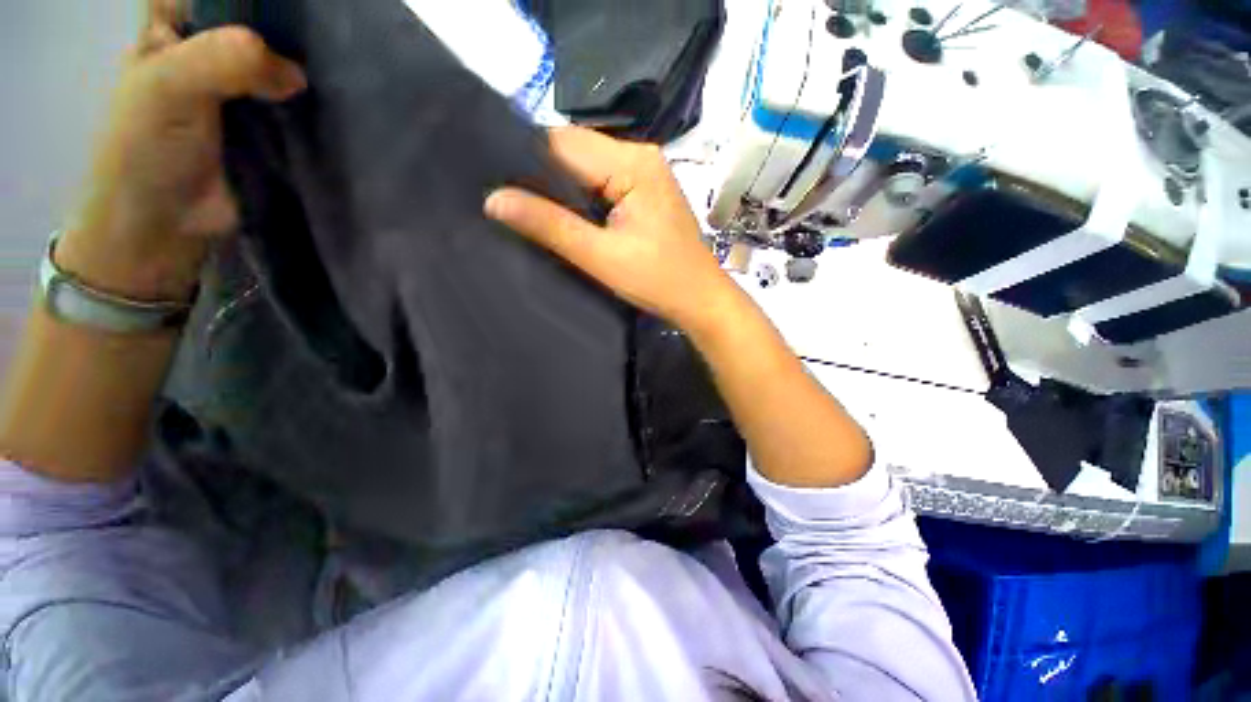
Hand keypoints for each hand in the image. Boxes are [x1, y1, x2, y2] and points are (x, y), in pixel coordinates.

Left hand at [56, 0, 305, 302]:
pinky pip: (294, 105)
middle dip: (284, 29)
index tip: (291, 8)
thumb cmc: (146, 148)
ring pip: (277, 62)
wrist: (165, 224)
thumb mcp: (171, 86)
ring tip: (336, 67)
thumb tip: (296, 75)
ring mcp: (240, 91)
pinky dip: (311, 103)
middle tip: (322, 35)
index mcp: (174, 29)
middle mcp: (208, 51)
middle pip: (252, 23)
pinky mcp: (269, 127)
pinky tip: (332, 102)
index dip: (248, 1)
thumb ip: (227, 61)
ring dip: (302, 66)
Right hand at [485, 127, 739, 333]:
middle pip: (575, 151)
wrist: (700, 299)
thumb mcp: (601, 256)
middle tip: (513, 204)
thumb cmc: (658, 280)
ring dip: (562, 189)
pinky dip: (582, 198)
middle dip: (543, 176)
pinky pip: (603, 183)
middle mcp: (640, 155)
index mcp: (632, 162)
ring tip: (535, 212)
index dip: (527, 161)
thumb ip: (550, 226)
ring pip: (587, 168)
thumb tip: (494, 200)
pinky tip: (568, 217)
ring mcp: (646, 173)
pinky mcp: (645, 192)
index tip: (499, 185)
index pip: (563, 142)